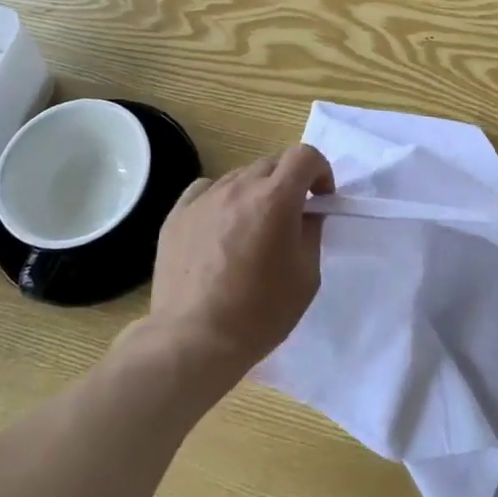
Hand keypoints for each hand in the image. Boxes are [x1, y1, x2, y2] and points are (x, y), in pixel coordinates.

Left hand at [147, 145, 334, 381]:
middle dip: (288, 183)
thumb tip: (306, 212)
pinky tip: (220, 228)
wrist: (194, 340)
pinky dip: (221, 200)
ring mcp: (204, 199)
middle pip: (272, 164)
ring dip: (255, 192)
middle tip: (290, 218)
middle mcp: (239, 187)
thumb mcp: (306, 276)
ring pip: (239, 177)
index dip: (320, 170)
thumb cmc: (259, 313)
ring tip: (252, 230)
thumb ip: (311, 232)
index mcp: (275, 199)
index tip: (320, 199)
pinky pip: (206, 191)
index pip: (304, 155)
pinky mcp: (177, 215)